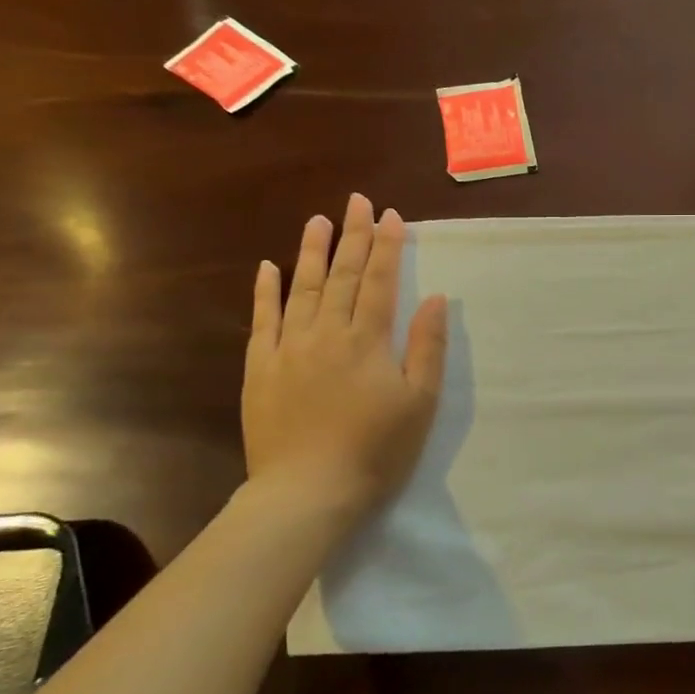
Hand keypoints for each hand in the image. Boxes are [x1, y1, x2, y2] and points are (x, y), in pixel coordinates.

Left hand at [242, 194, 447, 519]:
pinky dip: (265, 292)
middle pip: (342, 275)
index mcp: (368, 340)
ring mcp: (289, 348)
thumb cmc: (376, 449)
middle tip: (356, 201)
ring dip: (311, 251)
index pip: (379, 281)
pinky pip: (262, 321)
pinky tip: (267, 267)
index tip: (390, 215)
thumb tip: (434, 298)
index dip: (386, 246)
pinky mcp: (260, 369)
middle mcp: (327, 333)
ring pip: (301, 288)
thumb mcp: (420, 402)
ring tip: (319, 220)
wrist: (308, 492)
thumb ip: (427, 346)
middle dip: (353, 236)